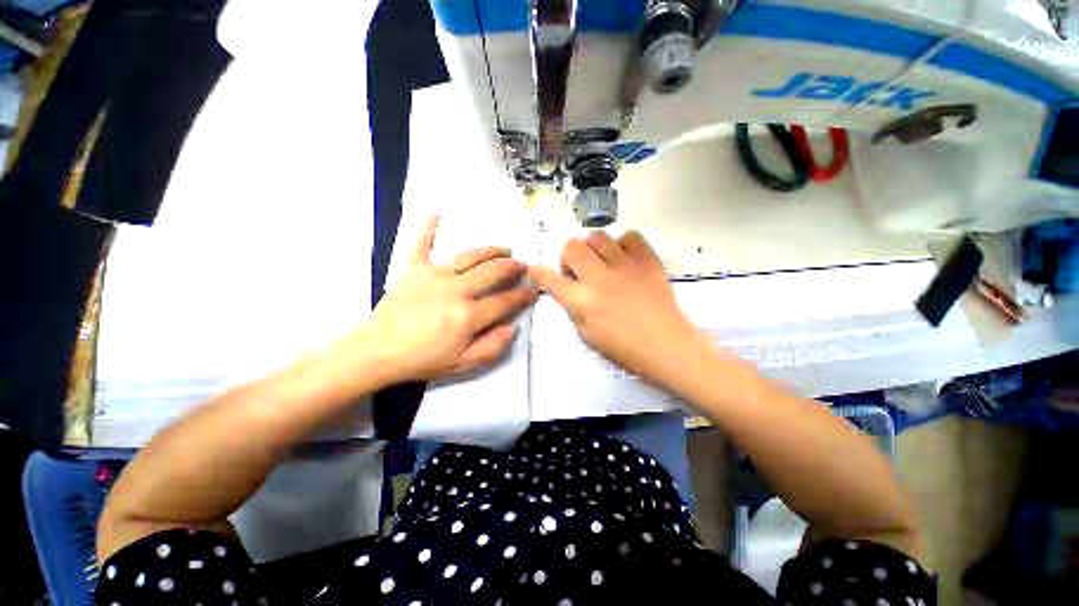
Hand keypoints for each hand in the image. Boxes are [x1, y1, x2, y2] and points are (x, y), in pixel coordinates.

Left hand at [352, 215, 537, 384]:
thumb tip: (513, 327)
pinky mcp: (413, 269)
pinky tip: (435, 211)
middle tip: (522, 266)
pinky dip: (427, 227)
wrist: (376, 352)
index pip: (505, 301)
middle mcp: (456, 290)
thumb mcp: (462, 363)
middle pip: (492, 272)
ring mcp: (434, 275)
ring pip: (470, 256)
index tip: (533, 291)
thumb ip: (492, 347)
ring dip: (490, 251)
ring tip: (504, 249)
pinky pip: (421, 243)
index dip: (523, 296)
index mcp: (468, 316)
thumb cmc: (422, 360)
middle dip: (512, 268)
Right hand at [528, 230, 708, 387]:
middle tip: (579, 273)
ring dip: (593, 250)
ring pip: (597, 236)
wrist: (667, 347)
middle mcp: (599, 278)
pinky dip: (623, 246)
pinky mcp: (648, 260)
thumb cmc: (623, 348)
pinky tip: (625, 261)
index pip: (549, 279)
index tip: (537, 271)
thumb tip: (566, 288)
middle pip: (571, 246)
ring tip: (603, 265)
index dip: (538, 273)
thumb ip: (572, 306)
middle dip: (568, 258)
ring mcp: (625, 265)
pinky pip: (629, 236)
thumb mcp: (586, 333)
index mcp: (582, 301)